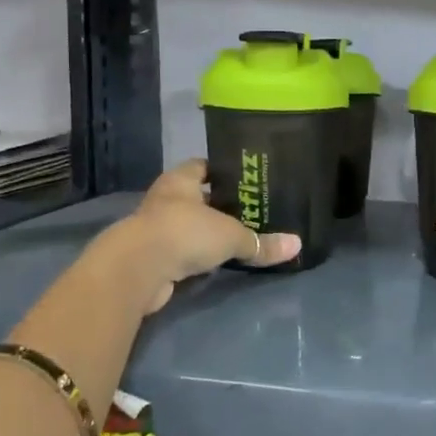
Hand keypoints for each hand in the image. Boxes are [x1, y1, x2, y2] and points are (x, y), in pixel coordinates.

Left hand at [115, 160, 300, 311]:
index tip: (246, 179)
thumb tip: (297, 245)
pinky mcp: (151, 256)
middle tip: (250, 210)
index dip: (223, 171)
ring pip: (187, 225)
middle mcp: (165, 199)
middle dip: (219, 204)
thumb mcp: (231, 236)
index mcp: (180, 180)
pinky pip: (181, 251)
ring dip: (206, 232)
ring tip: (238, 236)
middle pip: (196, 197)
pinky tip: (216, 262)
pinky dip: (195, 256)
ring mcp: (155, 228)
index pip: (202, 166)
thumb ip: (261, 242)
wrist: (138, 269)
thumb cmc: (185, 233)